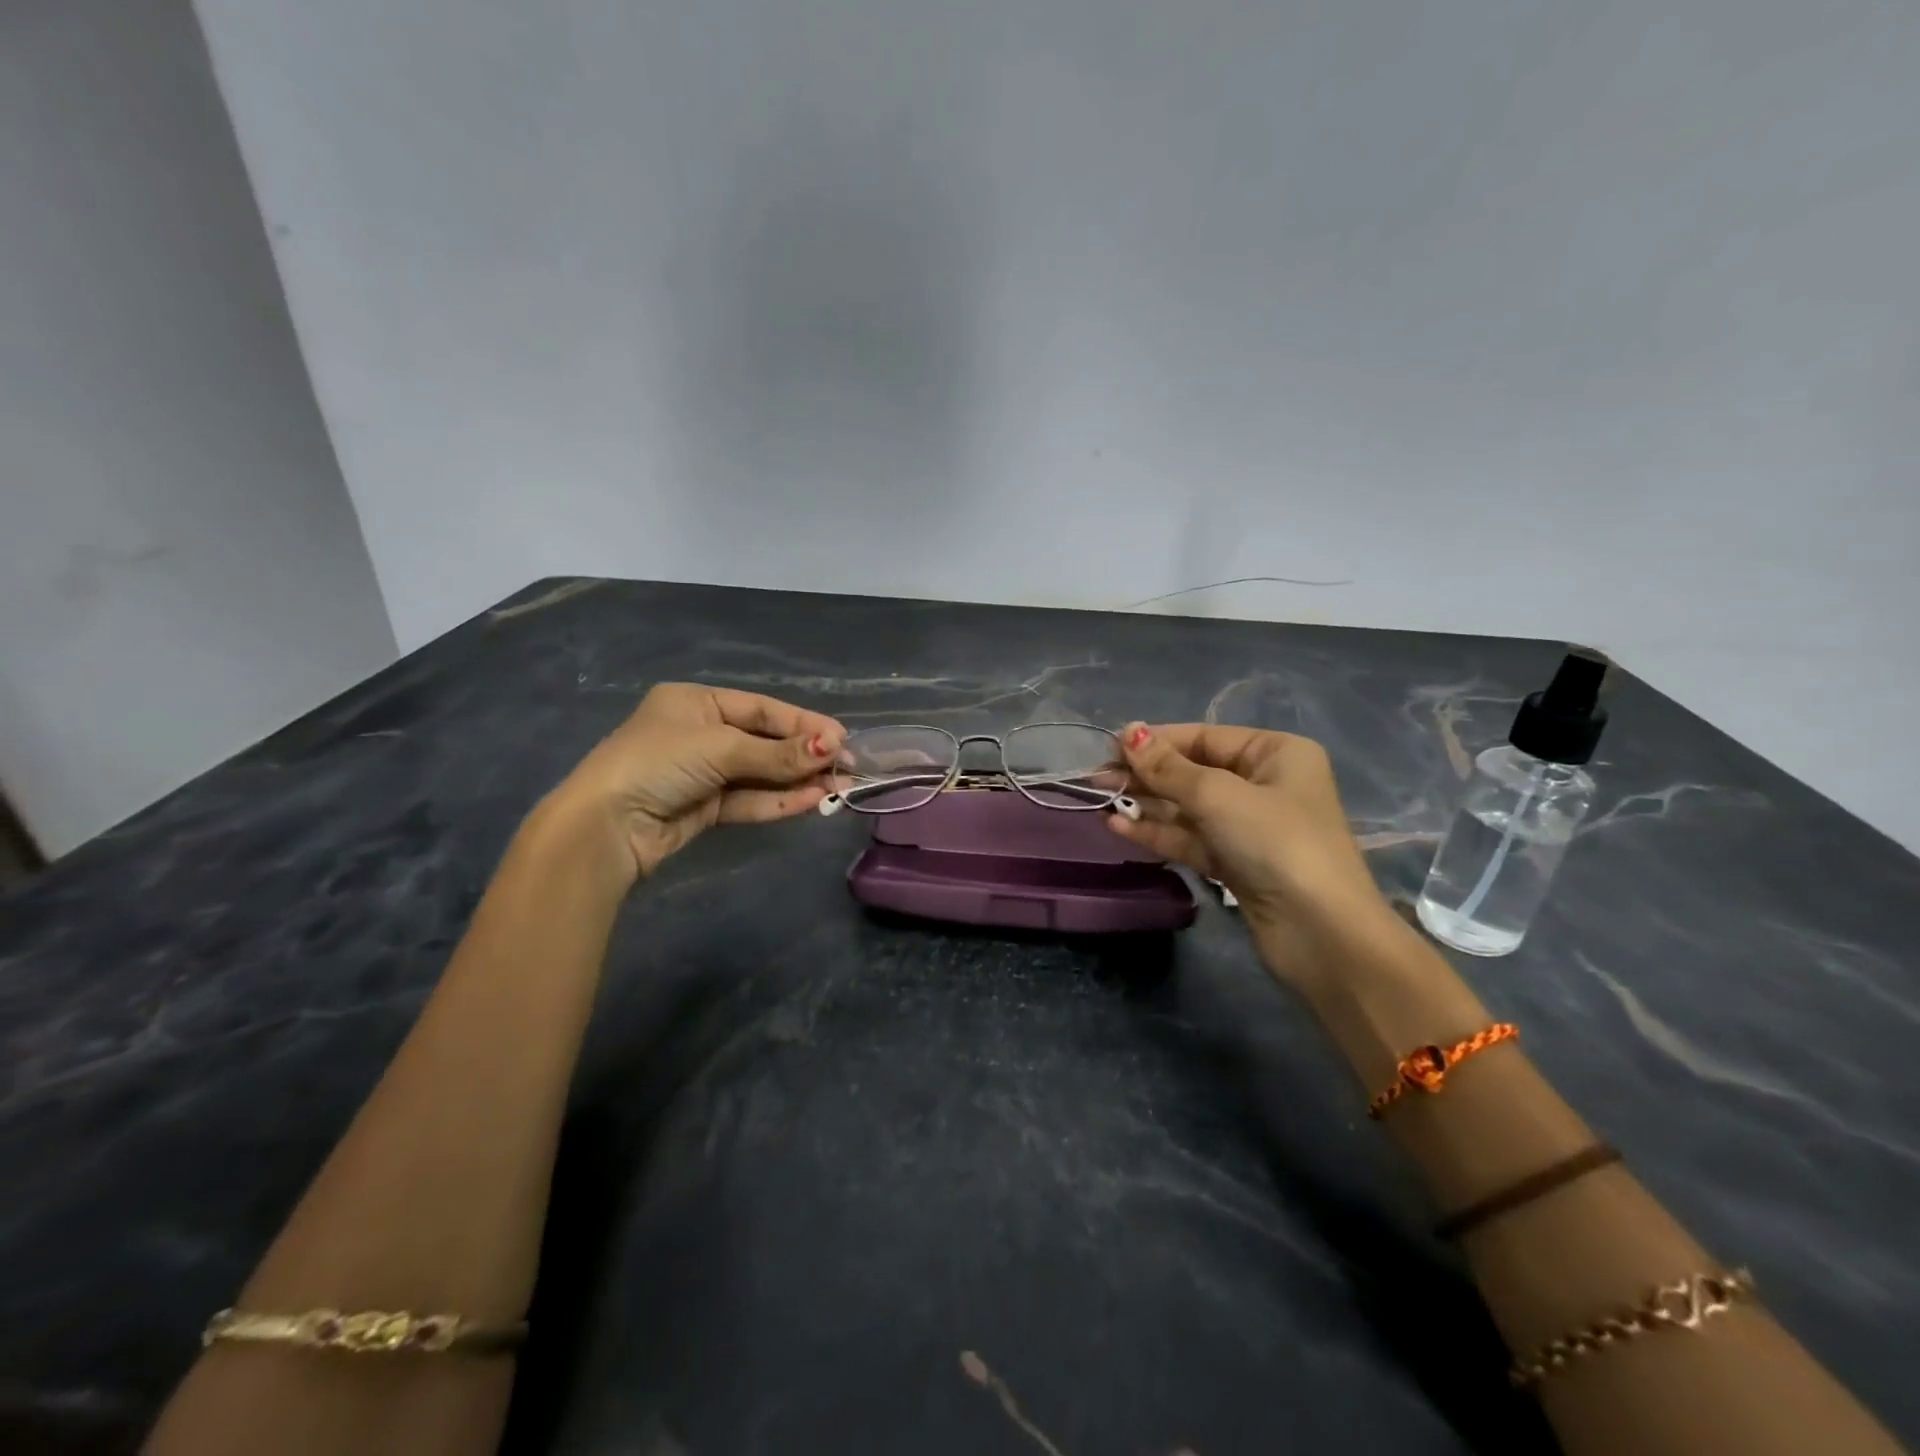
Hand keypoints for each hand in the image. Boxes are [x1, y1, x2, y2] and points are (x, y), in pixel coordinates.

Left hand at [539, 684, 845, 885]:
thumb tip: (832, 748)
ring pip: (760, 774)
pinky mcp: (704, 808)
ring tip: (838, 788)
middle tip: (846, 766)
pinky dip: (778, 801)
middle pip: (764, 741)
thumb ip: (776, 752)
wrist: (605, 827)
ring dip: (797, 781)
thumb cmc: (657, 763)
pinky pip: (749, 799)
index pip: (762, 709)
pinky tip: (810, 801)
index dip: (803, 723)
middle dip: (804, 755)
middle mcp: (701, 733)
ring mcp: (703, 773)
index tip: (841, 738)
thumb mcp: (719, 748)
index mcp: (696, 702)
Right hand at [1109, 722, 1401, 988]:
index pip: (1204, 737)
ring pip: (1187, 808)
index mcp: (1275, 753)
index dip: (1156, 741)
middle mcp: (1264, 784)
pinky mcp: (1235, 863)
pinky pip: (1190, 839)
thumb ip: (1168, 767)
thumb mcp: (1217, 796)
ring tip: (1100, 802)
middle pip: (1193, 772)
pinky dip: (1157, 833)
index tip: (1109, 747)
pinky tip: (1118, 828)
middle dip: (1146, 775)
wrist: (1321, 933)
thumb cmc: (1276, 843)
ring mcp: (1249, 827)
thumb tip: (1128, 732)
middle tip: (1096, 779)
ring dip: (1146, 806)